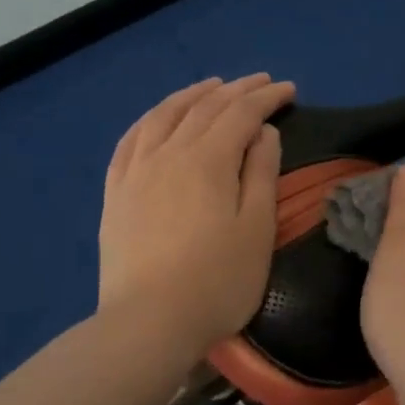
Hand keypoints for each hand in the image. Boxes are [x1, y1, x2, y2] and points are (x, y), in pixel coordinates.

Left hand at [98, 73, 295, 351]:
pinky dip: (151, 119)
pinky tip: (158, 118)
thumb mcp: (256, 229)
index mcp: (209, 160)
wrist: (148, 323)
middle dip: (236, 90)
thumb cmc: (217, 281)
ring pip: (164, 115)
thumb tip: (263, 133)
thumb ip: (261, 174)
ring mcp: (136, 170)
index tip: (288, 90)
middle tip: (260, 82)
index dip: (267, 98)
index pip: (241, 114)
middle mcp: (169, 152)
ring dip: (192, 95)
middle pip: (205, 108)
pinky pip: (130, 140)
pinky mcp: (115, 192)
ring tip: (211, 86)